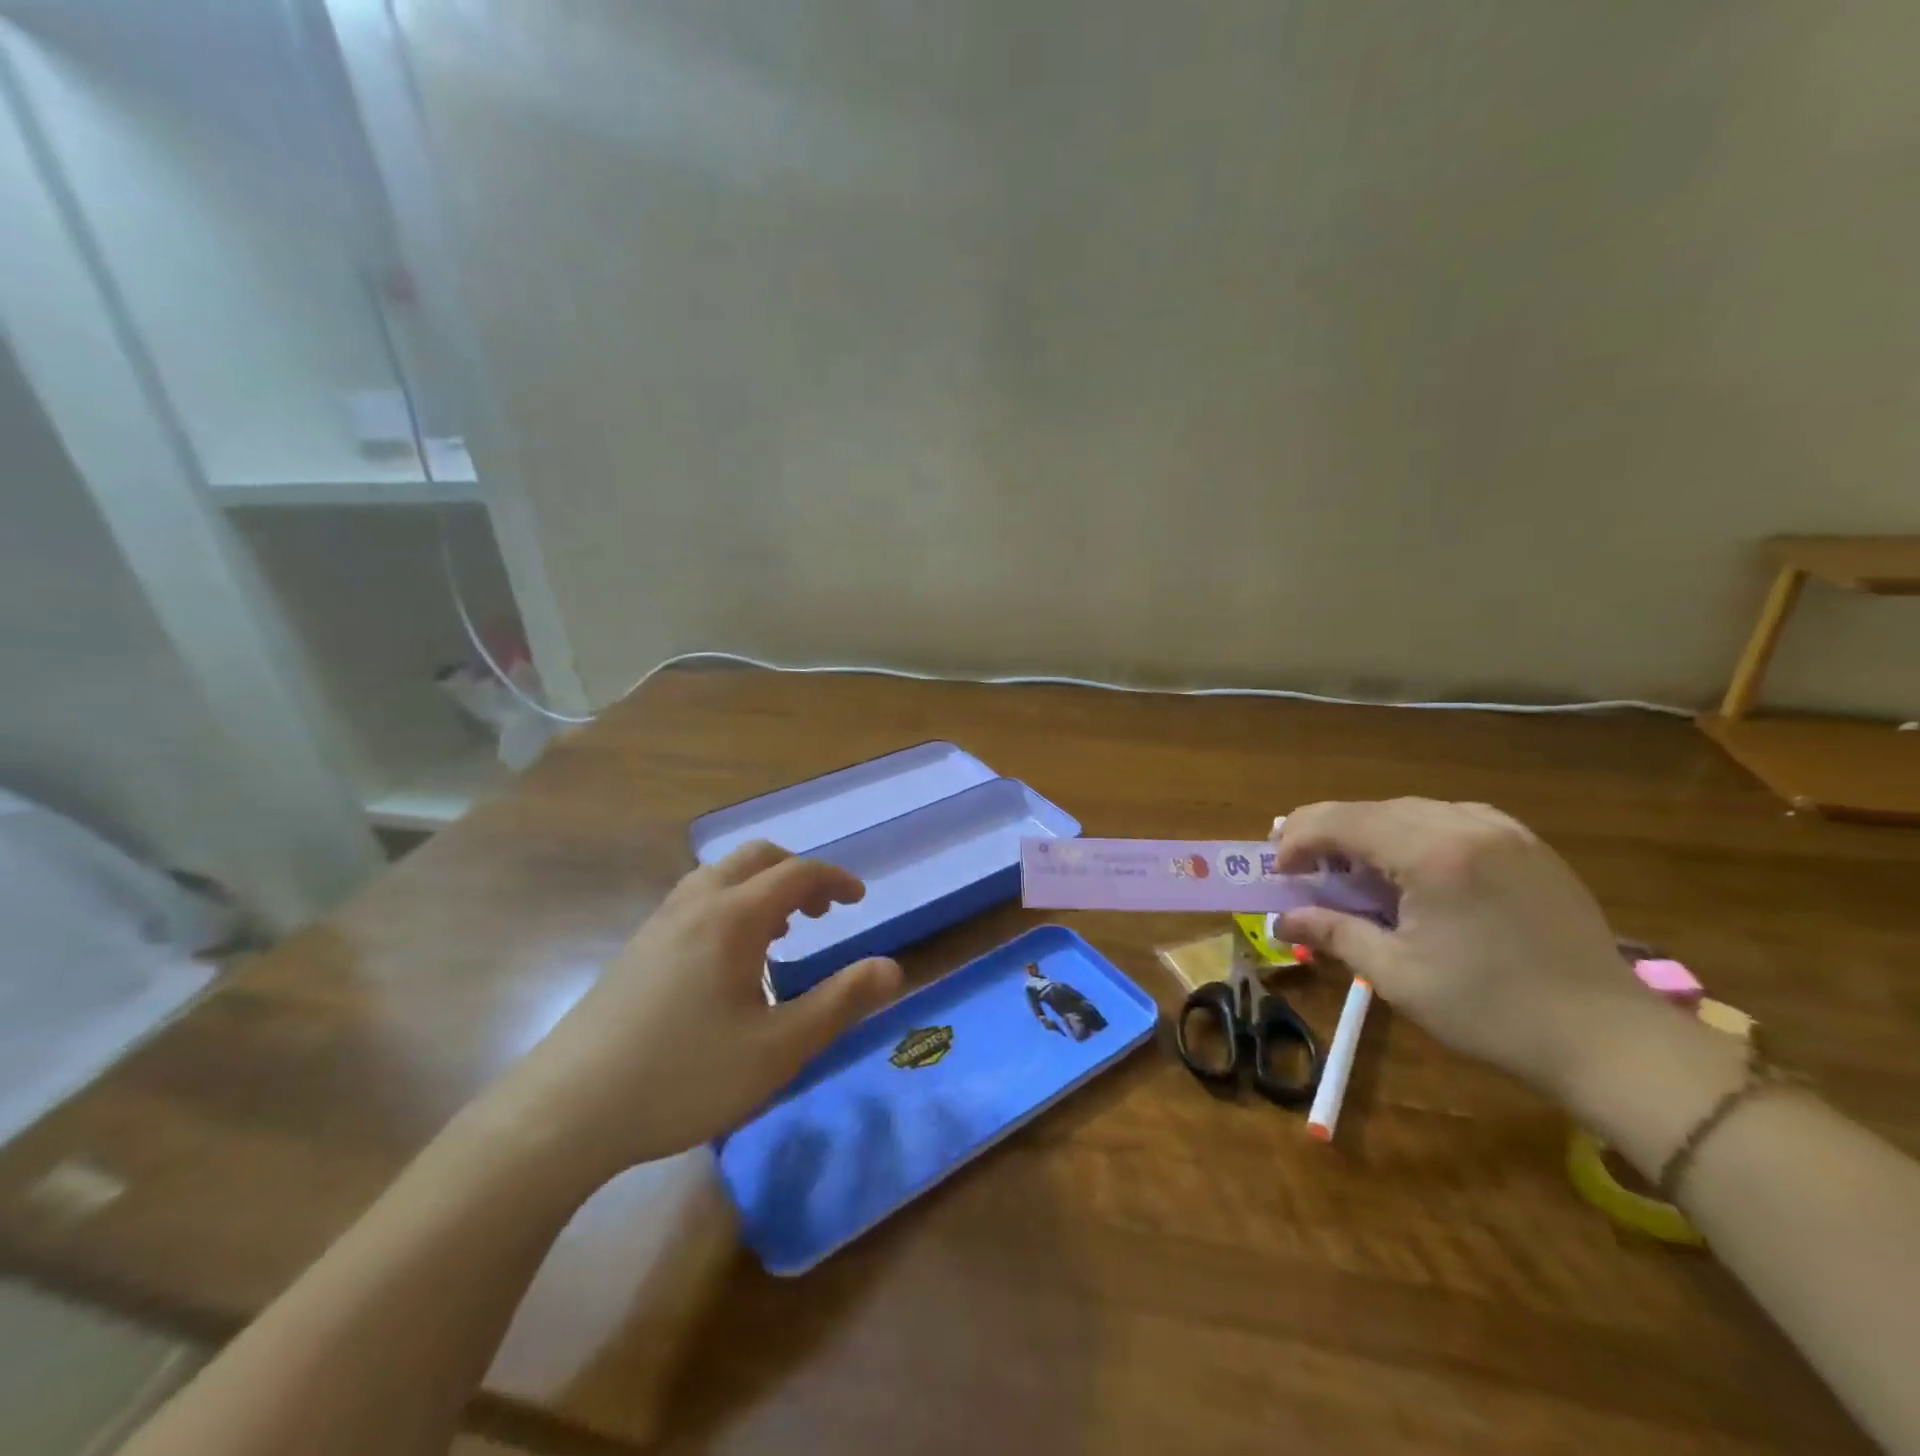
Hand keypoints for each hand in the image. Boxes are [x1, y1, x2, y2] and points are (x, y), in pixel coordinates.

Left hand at [482, 842, 902, 1179]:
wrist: (564, 1113)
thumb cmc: (683, 1077)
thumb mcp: (778, 1050)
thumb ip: (840, 1004)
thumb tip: (893, 968)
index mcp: (734, 918)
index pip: (797, 873)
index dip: (835, 880)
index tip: (860, 901)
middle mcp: (695, 905)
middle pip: (755, 858)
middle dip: (797, 873)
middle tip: (822, 912)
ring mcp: (658, 924)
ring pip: (720, 876)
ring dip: (761, 887)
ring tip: (781, 933)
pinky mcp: (636, 949)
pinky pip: (696, 900)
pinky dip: (730, 905)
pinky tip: (730, 961)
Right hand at [1272, 798, 1647, 1100]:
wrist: (1610, 1040)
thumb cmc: (1491, 1012)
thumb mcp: (1397, 976)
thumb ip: (1333, 933)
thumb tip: (1280, 921)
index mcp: (1432, 853)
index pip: (1342, 822)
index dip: (1299, 839)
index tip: (1277, 869)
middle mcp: (1466, 825)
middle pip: (1373, 809)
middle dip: (1328, 831)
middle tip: (1299, 864)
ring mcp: (1504, 831)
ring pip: (1411, 810)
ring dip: (1369, 831)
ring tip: (1348, 865)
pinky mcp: (1528, 845)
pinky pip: (1452, 819)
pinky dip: (1414, 833)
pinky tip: (1409, 865)